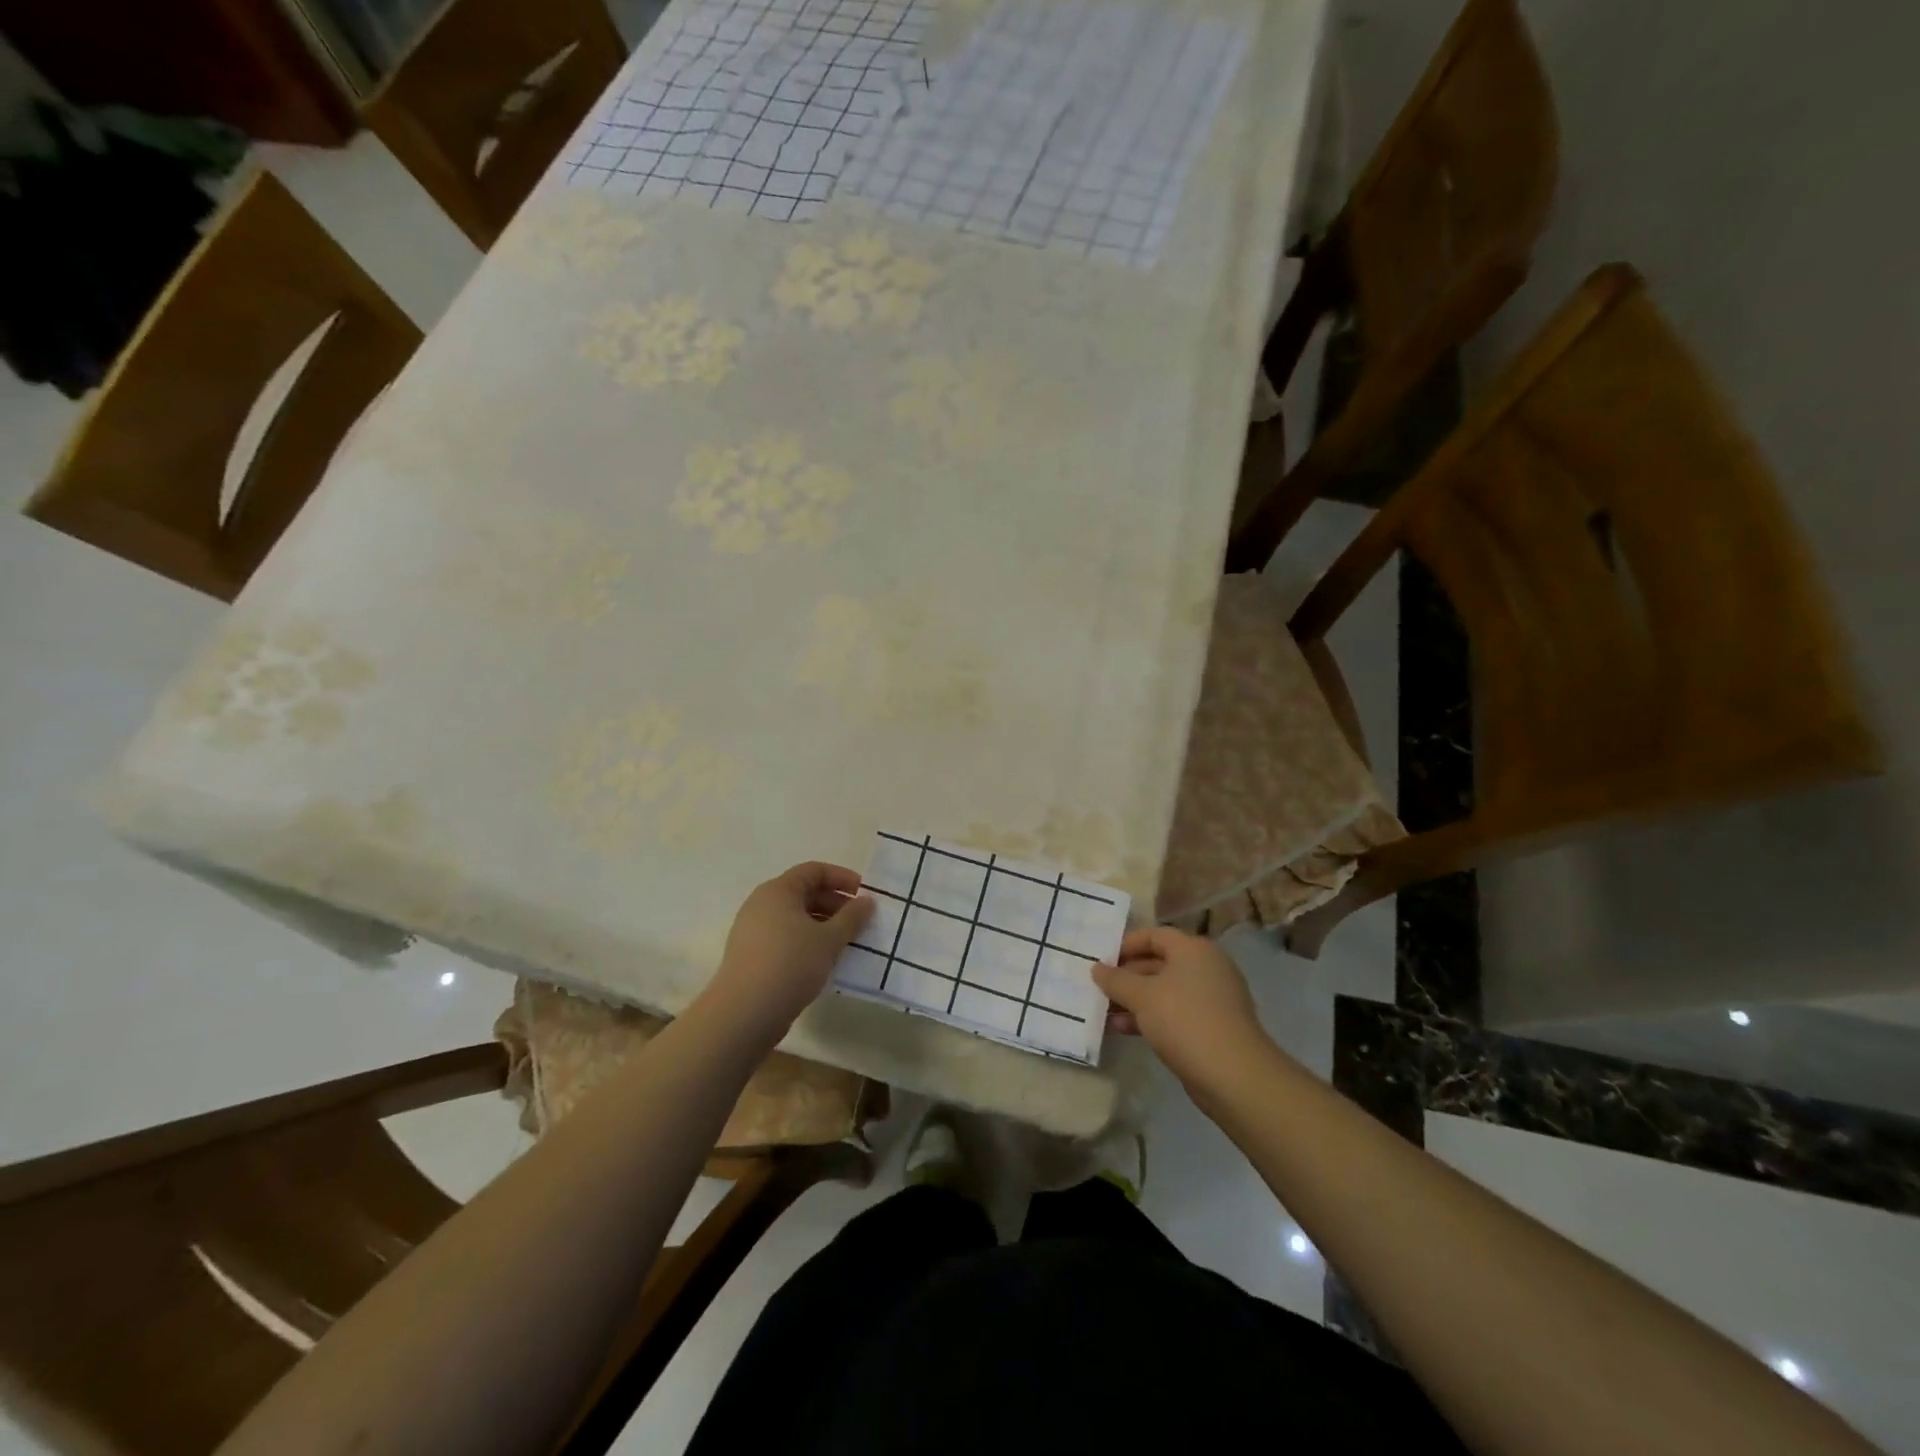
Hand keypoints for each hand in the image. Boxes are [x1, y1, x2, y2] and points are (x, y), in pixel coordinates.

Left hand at [702, 861, 873, 1043]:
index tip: (864, 895)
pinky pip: (784, 936)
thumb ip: (852, 917)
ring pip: (794, 917)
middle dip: (835, 903)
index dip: (842, 878)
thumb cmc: (790, 964)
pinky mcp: (750, 955)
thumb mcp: (829, 939)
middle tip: (859, 922)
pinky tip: (823, 960)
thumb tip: (867, 901)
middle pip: (803, 892)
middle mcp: (761, 903)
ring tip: (845, 943)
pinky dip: (806, 941)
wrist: (744, 1013)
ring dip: (823, 924)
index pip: (814, 871)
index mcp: (778, 890)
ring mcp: (752, 930)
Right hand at [1093, 927, 1273, 1092]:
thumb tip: (1097, 968)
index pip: (1154, 935)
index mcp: (1193, 950)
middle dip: (1126, 977)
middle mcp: (1205, 968)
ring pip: (1163, 992)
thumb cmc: (1184, 1020)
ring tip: (1103, 1014)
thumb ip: (1116, 979)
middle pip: (1158, 963)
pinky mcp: (1211, 1027)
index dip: (1125, 945)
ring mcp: (1211, 999)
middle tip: (1097, 988)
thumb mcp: (1142, 996)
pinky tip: (1123, 1031)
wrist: (1233, 1075)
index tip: (1101, 960)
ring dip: (1133, 1001)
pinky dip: (1149, 1018)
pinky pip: (1173, 1013)